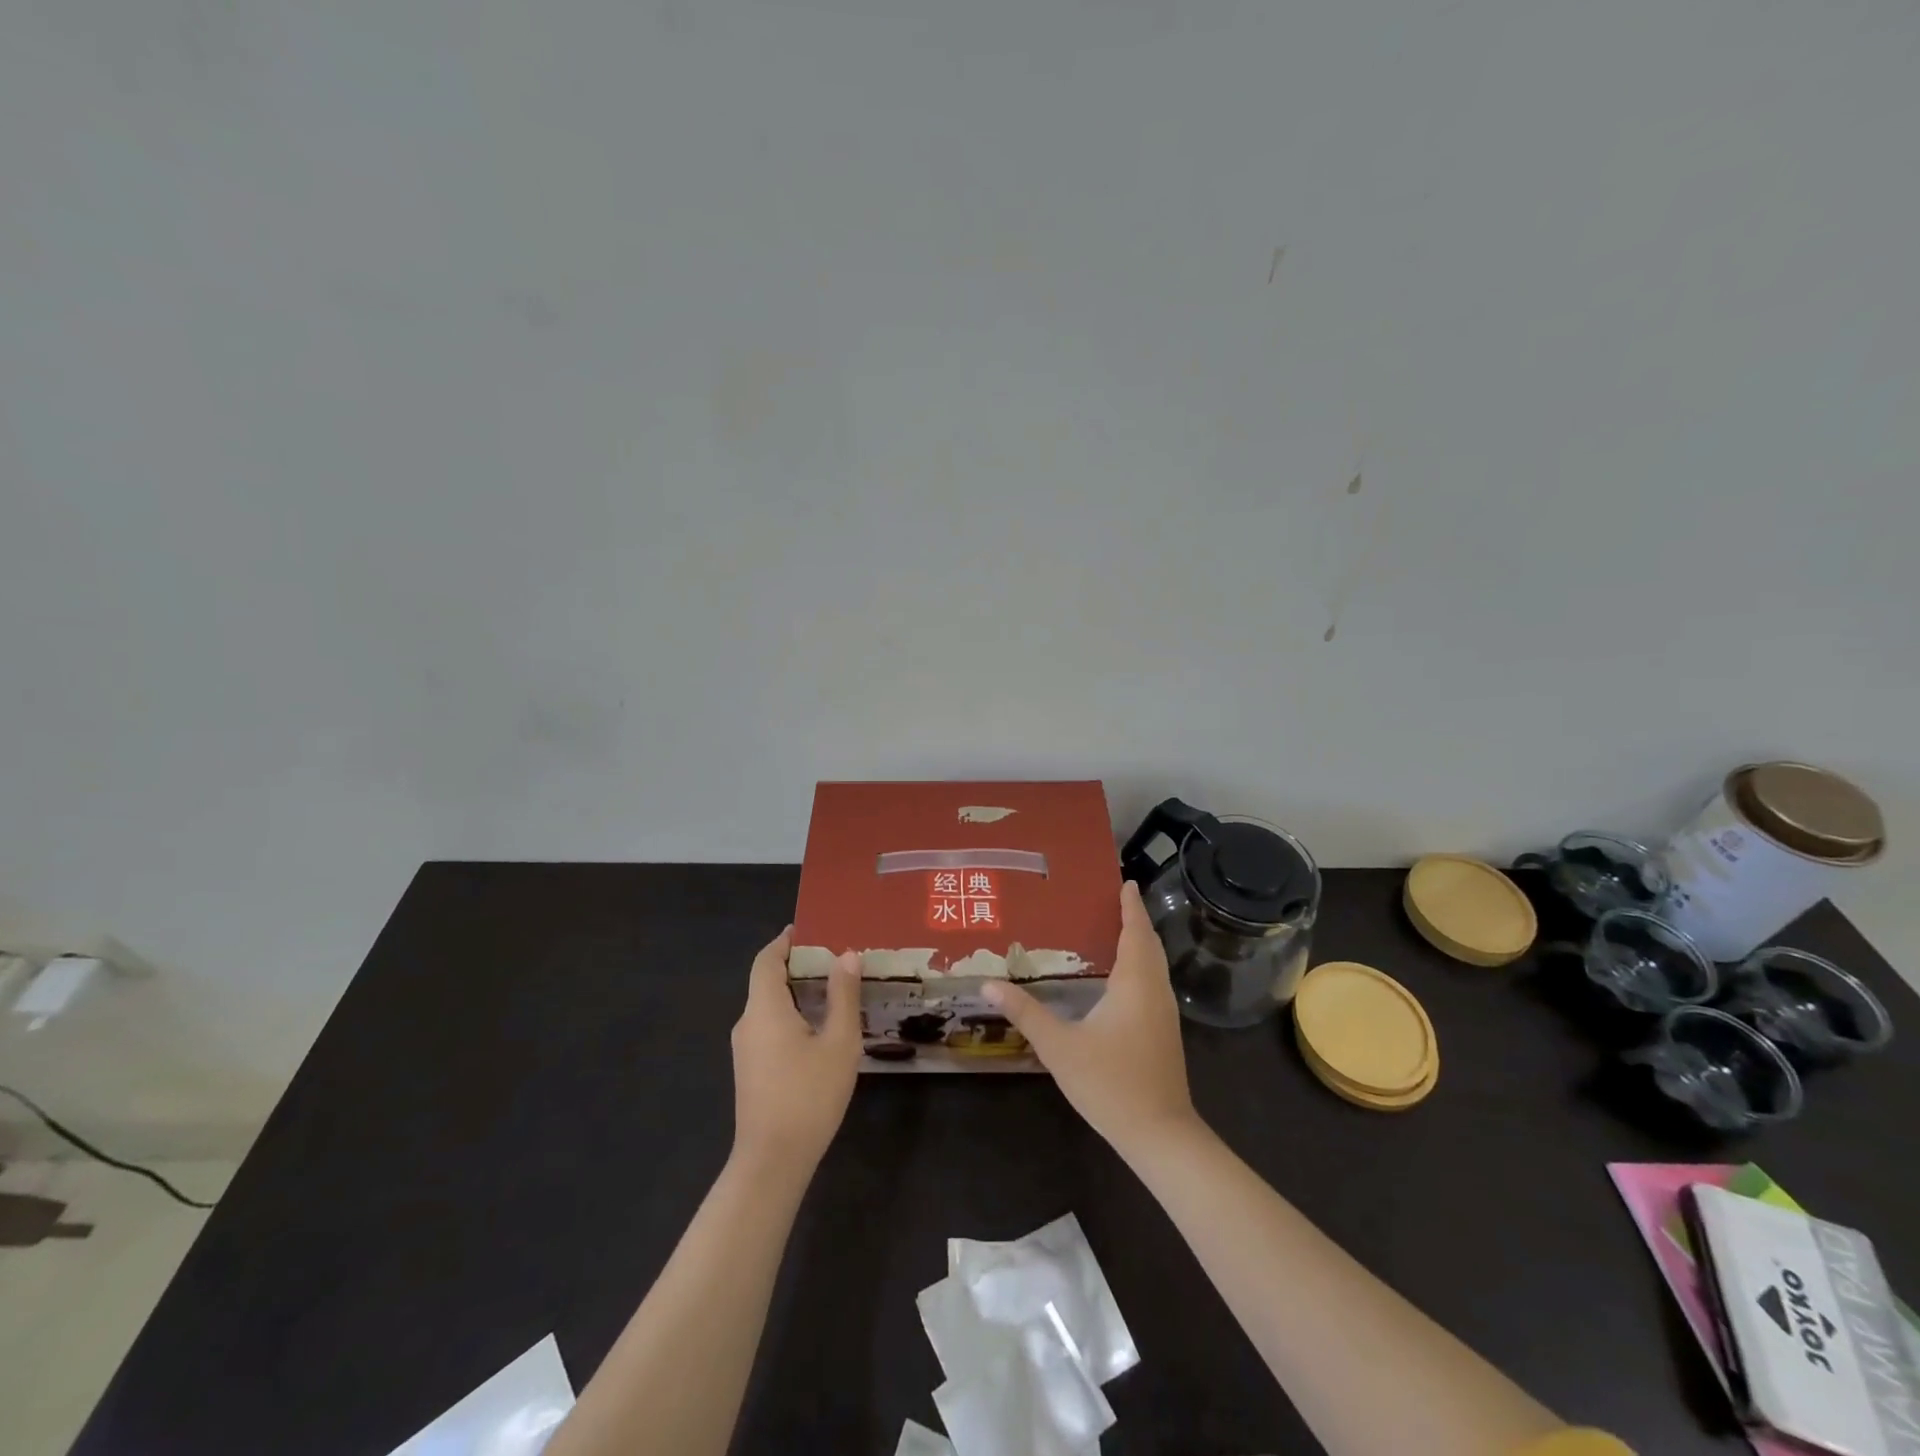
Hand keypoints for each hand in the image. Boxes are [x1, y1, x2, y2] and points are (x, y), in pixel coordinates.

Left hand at [730, 928, 861, 1174]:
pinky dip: (791, 1014)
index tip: (809, 929)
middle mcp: (747, 1022)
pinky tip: (819, 1027)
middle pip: (767, 980)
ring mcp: (745, 1049)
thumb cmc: (808, 1096)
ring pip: (769, 1006)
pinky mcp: (750, 1069)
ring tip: (834, 989)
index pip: (766, 960)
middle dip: (798, 965)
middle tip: (835, 958)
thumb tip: (846, 956)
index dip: (784, 941)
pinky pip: (769, 1026)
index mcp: (764, 1008)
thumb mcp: (838, 1042)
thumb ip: (843, 996)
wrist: (772, 1161)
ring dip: (797, 991)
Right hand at [984, 881, 1197, 1158]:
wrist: (1160, 1134)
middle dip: (1136, 920)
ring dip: (1141, 942)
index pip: (1135, 933)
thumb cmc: (1110, 1084)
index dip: (1131, 907)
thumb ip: (1025, 1013)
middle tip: (1116, 899)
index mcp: (1134, 983)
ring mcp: (1164, 1013)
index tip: (1126, 882)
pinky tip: (1122, 976)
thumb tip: (988, 984)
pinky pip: (1154, 982)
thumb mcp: (1059, 1047)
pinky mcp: (1165, 1032)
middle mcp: (1155, 991)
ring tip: (1117, 928)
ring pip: (1155, 965)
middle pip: (1149, 945)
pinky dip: (1142, 964)